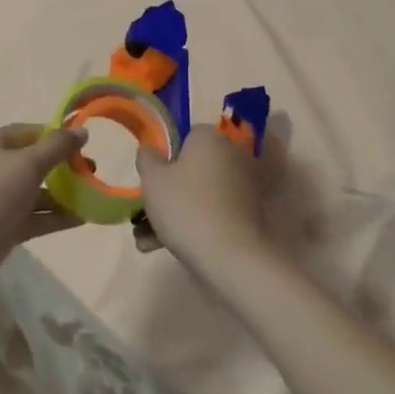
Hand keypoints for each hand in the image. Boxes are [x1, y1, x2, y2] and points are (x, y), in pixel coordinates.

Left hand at [0, 123, 87, 295]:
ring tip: (93, 197)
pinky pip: (34, 217)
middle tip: (93, 172)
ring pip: (36, 192)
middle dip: (63, 167)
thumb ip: (57, 147)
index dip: (57, 136)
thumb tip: (81, 131)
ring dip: (63, 195)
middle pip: (34, 162)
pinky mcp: (2, 228)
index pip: (31, 132)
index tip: (85, 145)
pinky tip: (82, 219)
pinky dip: (55, 217)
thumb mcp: (28, 163)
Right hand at [136, 125, 267, 272]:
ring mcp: (244, 187)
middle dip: (168, 190)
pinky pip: (214, 212)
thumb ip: (146, 158)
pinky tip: (165, 248)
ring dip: (175, 213)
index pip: (186, 136)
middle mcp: (232, 155)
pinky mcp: (249, 215)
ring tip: (147, 241)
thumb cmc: (186, 207)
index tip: (152, 179)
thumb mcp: (152, 179)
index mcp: (210, 138)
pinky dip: (194, 225)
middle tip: (145, 213)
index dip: (166, 157)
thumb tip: (149, 149)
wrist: (230, 257)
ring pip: (200, 193)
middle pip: (193, 168)